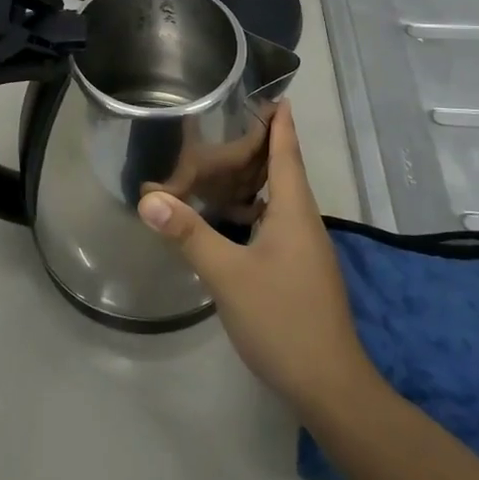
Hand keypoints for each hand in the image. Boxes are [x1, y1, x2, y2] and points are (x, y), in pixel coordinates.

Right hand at [136, 101, 377, 417]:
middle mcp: (303, 223)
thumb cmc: (282, 319)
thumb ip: (189, 234)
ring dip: (254, 181)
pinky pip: (274, 225)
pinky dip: (252, 212)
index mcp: (293, 211)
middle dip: (260, 146)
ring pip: (278, 201)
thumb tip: (148, 198)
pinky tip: (227, 221)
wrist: (329, 386)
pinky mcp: (300, 272)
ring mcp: (305, 250)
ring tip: (219, 165)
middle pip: (283, 172)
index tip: (272, 93)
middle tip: (225, 124)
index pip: (287, 153)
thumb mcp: (228, 275)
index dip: (280, 122)